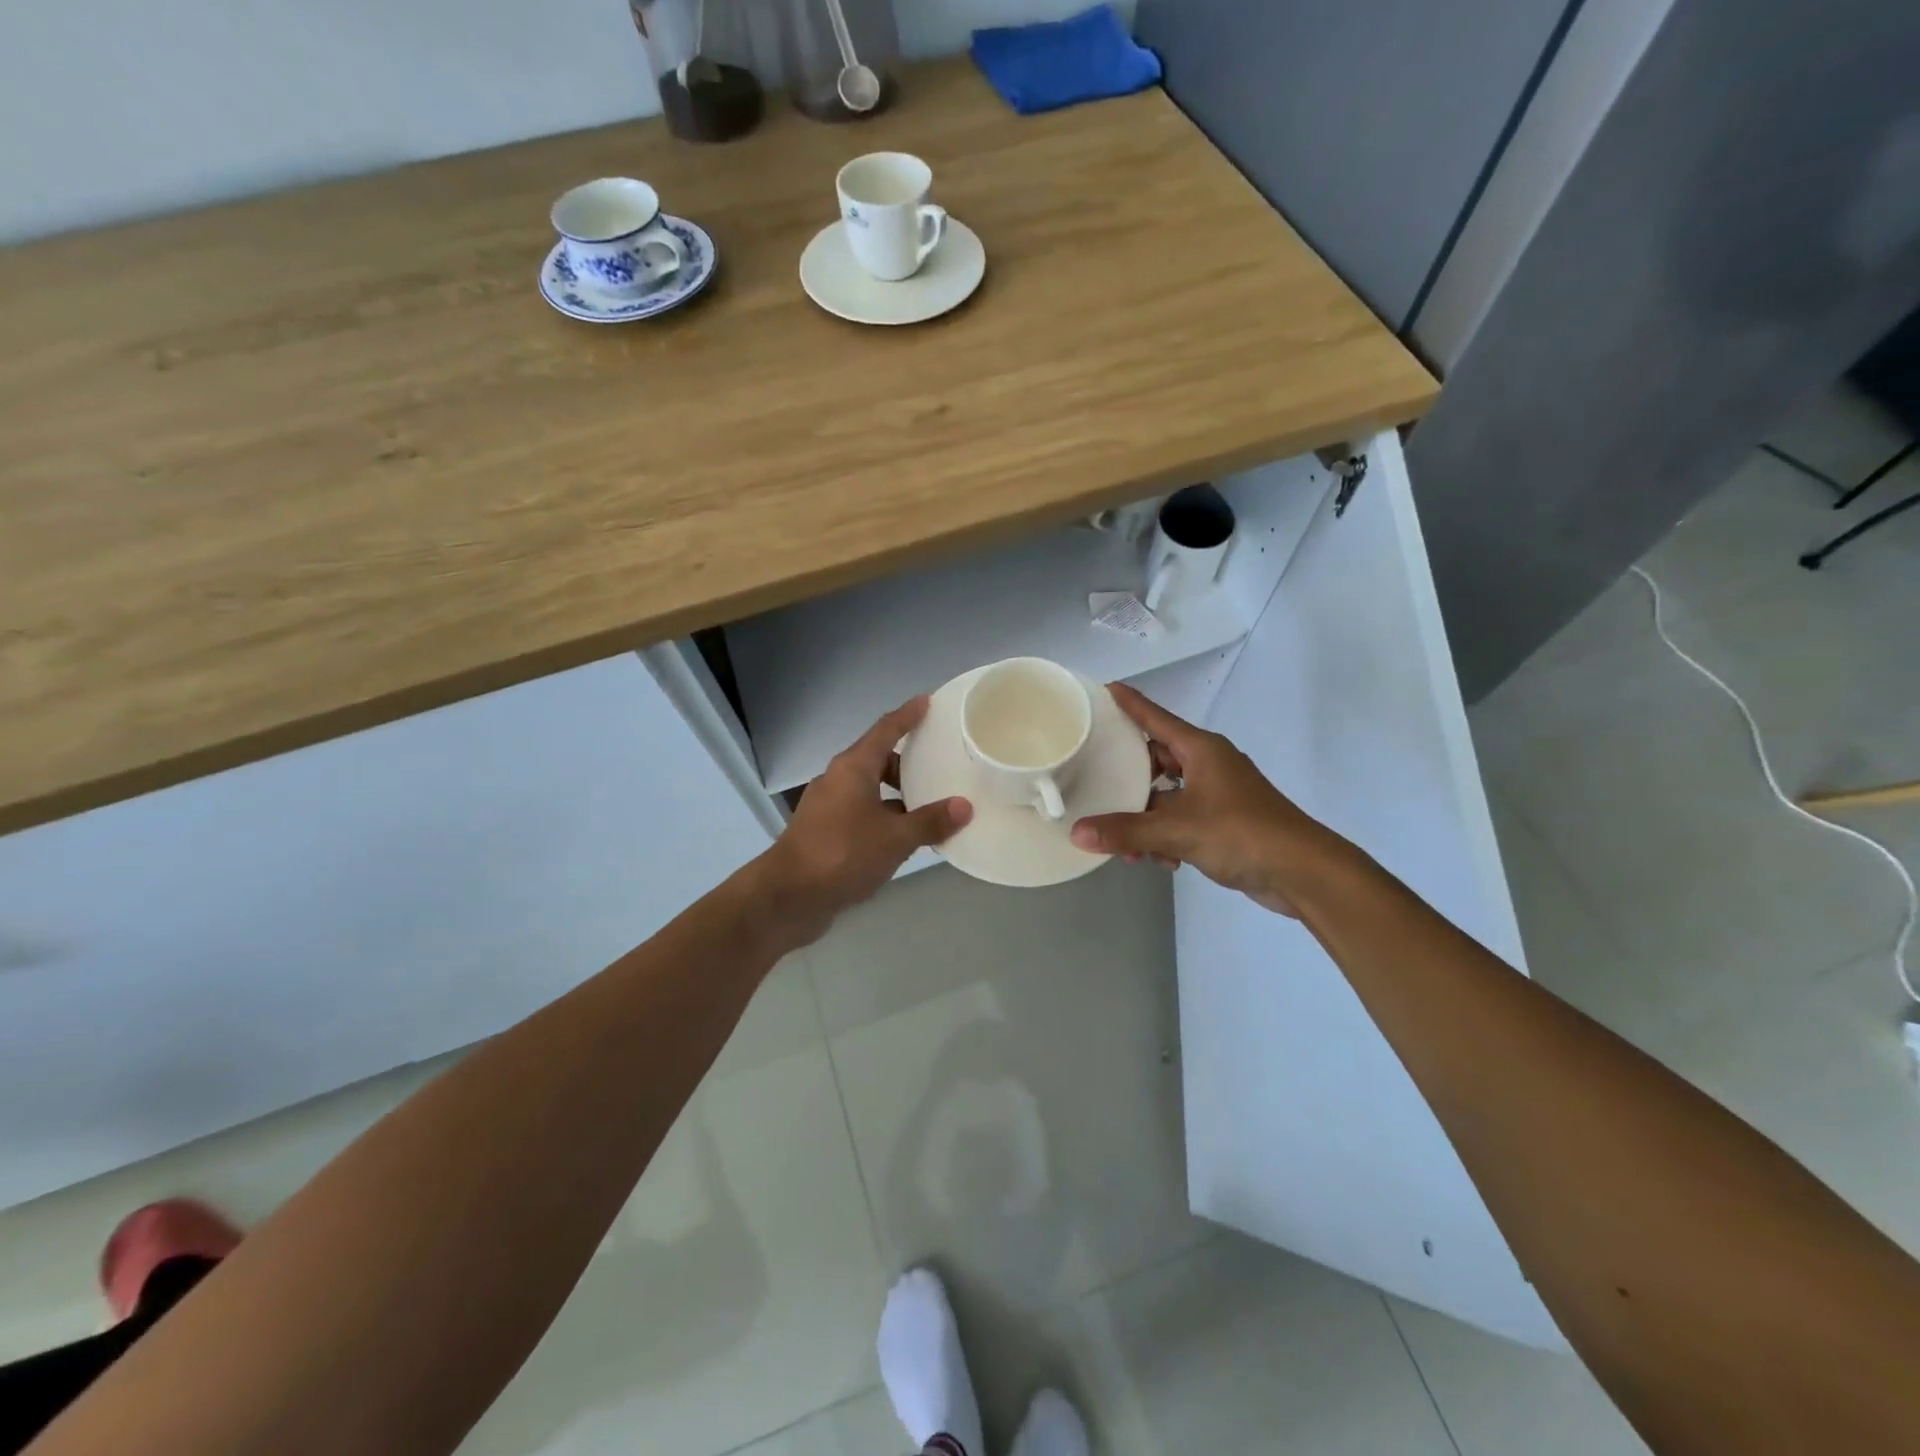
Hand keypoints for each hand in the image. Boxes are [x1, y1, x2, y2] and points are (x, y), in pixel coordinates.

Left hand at [761, 697, 971, 944]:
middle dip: (906, 761)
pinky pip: (861, 813)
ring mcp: (827, 807)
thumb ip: (930, 821)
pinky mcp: (824, 832)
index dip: (907, 715)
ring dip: (896, 795)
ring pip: (869, 789)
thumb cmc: (842, 854)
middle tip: (938, 765)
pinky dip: (883, 817)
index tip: (927, 701)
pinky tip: (903, 837)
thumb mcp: (895, 838)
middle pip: (877, 759)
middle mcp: (838, 780)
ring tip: (928, 807)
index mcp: (853, 768)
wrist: (788, 896)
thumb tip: (963, 807)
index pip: (885, 730)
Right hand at [1069, 684, 1346, 916]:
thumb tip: (1077, 833)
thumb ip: (1126, 831)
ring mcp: (1218, 792)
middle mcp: (1208, 764)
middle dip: (1128, 779)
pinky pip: (1183, 818)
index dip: (1129, 703)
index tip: (1103, 689)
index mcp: (1200, 749)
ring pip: (1167, 795)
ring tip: (1127, 846)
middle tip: (1097, 785)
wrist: (1303, 871)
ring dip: (1146, 818)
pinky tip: (1161, 861)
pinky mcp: (1225, 820)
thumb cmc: (1241, 833)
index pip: (1155, 717)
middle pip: (1156, 759)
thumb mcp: (1177, 830)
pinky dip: (1168, 835)